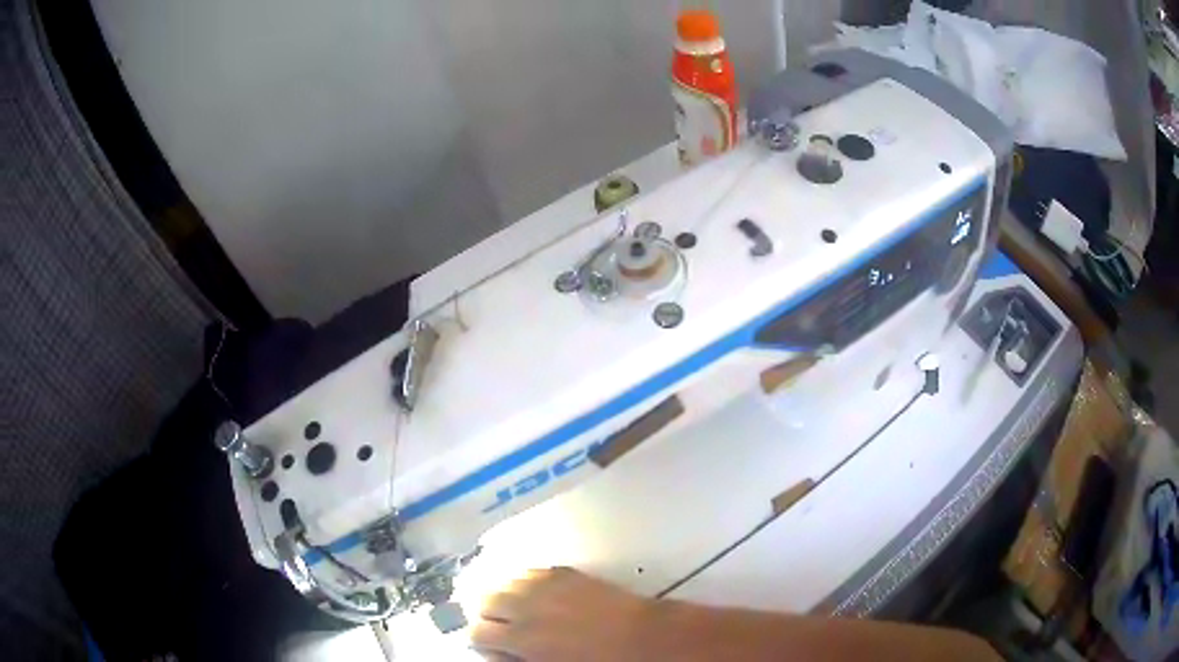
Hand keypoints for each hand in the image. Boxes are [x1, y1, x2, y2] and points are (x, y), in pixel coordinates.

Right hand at [471, 567, 654, 660]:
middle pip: (485, 600)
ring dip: (507, 596)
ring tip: (521, 610)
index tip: (494, 648)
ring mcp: (545, 585)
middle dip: (489, 614)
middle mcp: (526, 606)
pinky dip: (527, 583)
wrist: (643, 638)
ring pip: (505, 582)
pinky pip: (531, 573)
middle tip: (505, 628)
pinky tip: (541, 596)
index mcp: (522, 638)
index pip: (477, 632)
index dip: (482, 641)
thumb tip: (500, 654)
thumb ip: (518, 661)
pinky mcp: (565, 572)